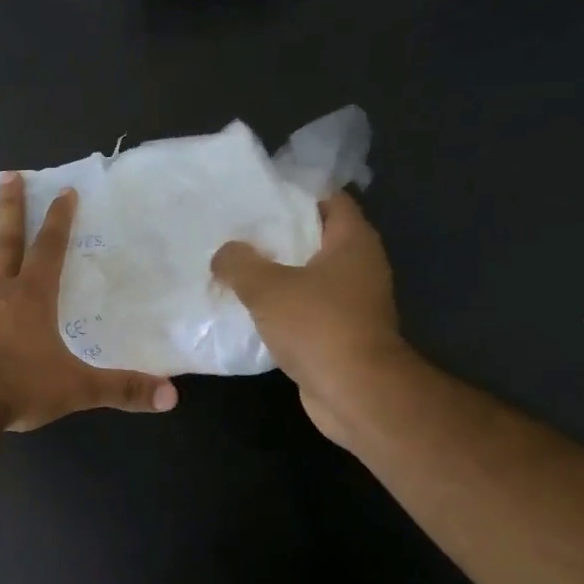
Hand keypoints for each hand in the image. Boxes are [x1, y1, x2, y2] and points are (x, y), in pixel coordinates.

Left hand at [0, 173, 177, 431]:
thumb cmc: (18, 389)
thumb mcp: (77, 389)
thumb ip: (122, 389)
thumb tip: (172, 396)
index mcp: (32, 297)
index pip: (50, 249)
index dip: (59, 220)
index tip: (63, 190)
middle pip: (5, 240)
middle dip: (11, 207)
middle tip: (8, 176)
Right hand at [211, 192, 408, 445]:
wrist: (354, 391)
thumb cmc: (318, 325)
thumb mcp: (266, 287)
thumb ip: (239, 263)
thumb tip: (224, 253)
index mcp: (352, 241)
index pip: (329, 199)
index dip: (295, 192)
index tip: (258, 195)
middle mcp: (359, 265)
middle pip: (316, 237)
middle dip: (278, 234)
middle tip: (236, 231)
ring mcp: (353, 301)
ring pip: (309, 275)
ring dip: (277, 273)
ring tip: (236, 268)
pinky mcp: (341, 332)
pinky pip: (306, 307)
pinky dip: (282, 305)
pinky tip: (249, 308)